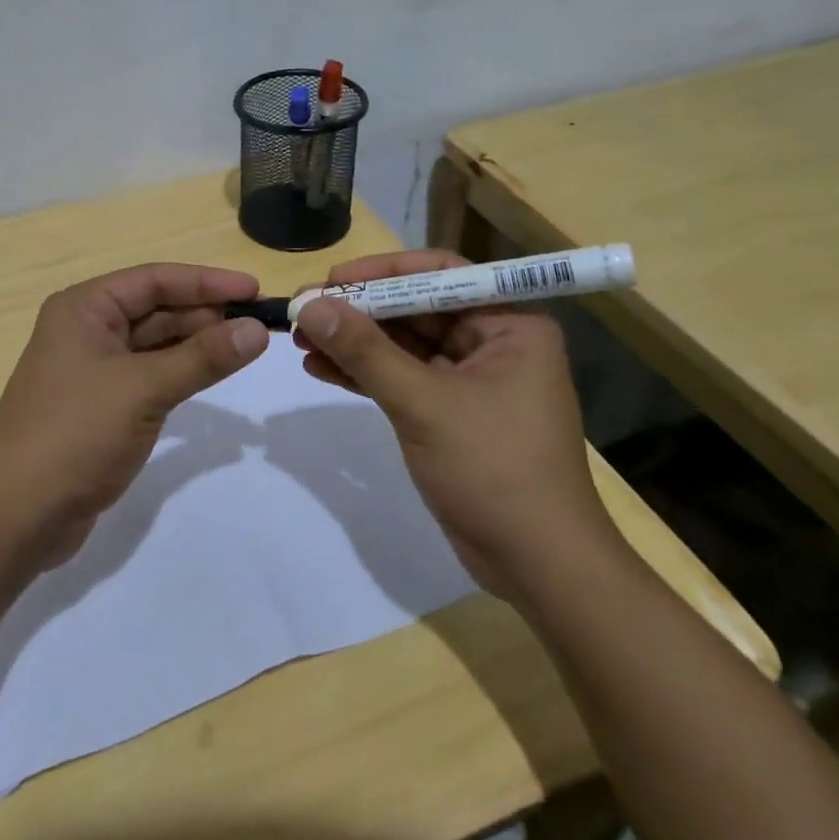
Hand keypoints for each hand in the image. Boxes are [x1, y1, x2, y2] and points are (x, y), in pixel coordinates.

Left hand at [0, 264, 269, 570]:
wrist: (17, 516)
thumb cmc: (75, 435)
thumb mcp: (143, 390)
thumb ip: (203, 358)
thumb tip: (257, 329)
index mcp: (84, 308)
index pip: (154, 280)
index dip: (206, 282)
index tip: (254, 290)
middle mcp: (86, 329)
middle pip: (156, 309)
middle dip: (205, 314)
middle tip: (258, 324)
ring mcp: (92, 369)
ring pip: (155, 344)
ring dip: (197, 345)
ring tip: (246, 347)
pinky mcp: (101, 405)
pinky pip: (149, 375)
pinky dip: (180, 373)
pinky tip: (212, 375)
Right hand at [292, 250, 613, 598]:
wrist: (538, 567)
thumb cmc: (494, 470)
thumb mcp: (424, 404)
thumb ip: (366, 352)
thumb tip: (311, 304)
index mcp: (510, 325)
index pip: (440, 274)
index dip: (383, 271)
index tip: (333, 279)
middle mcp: (493, 343)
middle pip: (416, 308)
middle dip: (359, 311)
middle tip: (304, 311)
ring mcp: (470, 380)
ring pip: (403, 345)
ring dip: (354, 342)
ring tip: (300, 339)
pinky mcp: (449, 413)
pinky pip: (401, 378)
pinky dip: (363, 374)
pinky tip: (319, 368)